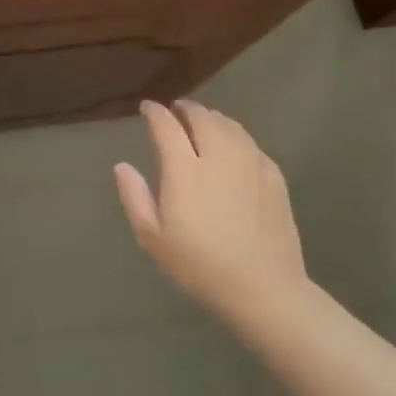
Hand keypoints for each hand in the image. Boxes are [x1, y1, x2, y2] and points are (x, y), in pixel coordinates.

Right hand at [115, 99, 311, 323]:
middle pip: (202, 118)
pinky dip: (237, 136)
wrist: (263, 288)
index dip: (155, 113)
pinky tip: (234, 146)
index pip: (167, 127)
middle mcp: (218, 158)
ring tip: (204, 121)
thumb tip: (122, 166)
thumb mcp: (153, 238)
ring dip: (213, 118)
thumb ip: (135, 197)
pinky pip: (251, 144)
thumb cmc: (199, 266)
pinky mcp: (274, 177)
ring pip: (230, 126)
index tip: (147, 107)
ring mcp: (250, 165)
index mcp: (185, 170)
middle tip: (177, 110)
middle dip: (186, 109)